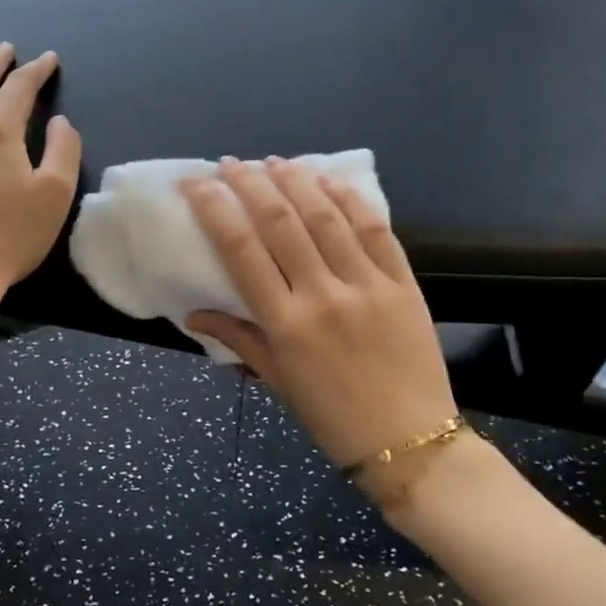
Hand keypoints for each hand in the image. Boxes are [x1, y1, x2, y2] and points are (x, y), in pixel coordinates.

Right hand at [182, 158, 457, 469]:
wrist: (412, 443)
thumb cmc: (334, 419)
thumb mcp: (279, 383)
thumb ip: (239, 340)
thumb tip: (194, 314)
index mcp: (286, 324)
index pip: (240, 250)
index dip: (214, 208)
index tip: (195, 183)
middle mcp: (323, 295)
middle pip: (280, 221)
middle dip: (250, 184)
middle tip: (230, 164)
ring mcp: (368, 285)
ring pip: (326, 216)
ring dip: (296, 181)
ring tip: (274, 161)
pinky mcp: (404, 284)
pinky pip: (375, 230)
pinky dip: (350, 200)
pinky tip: (329, 180)